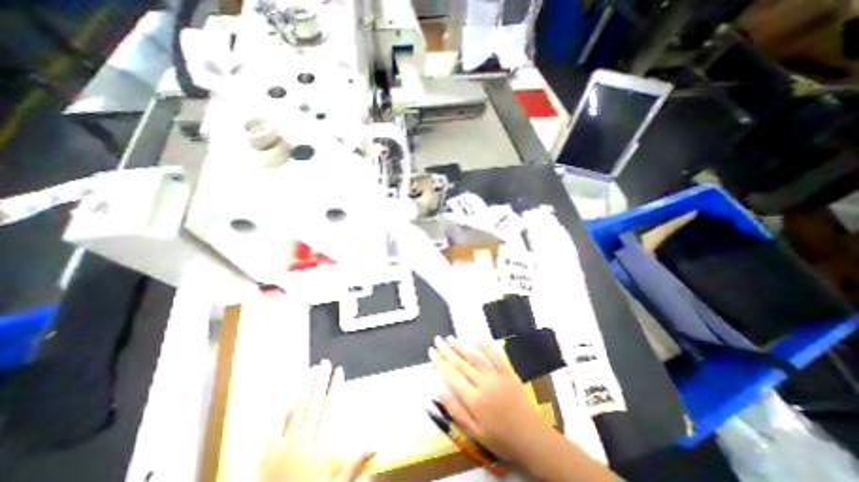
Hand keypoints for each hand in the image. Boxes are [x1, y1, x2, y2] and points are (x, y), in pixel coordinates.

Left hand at [258, 360, 372, 480]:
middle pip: (314, 403)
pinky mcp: (267, 454)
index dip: (335, 387)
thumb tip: (376, 445)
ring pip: (296, 409)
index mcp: (319, 446)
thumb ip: (355, 463)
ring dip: (304, 388)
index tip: (339, 371)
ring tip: (310, 371)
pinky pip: (276, 426)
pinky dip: (282, 410)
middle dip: (321, 380)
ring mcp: (283, 445)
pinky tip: (287, 397)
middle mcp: (302, 440)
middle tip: (325, 363)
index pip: (330, 407)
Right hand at [429, 336, 556, 465]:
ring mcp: (496, 375)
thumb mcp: (474, 432)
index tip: (431, 351)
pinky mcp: (507, 372)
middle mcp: (483, 383)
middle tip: (437, 339)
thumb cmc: (500, 438)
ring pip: (474, 357)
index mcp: (473, 399)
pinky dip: (484, 346)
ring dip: (461, 346)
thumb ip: (455, 411)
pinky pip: (494, 356)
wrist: (530, 438)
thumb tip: (439, 392)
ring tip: (450, 338)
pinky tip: (474, 339)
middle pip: (461, 363)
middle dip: (447, 350)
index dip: (440, 362)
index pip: (451, 375)